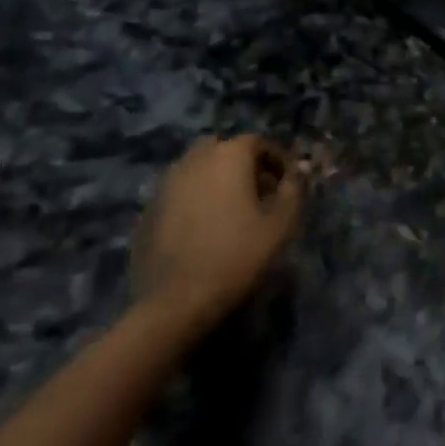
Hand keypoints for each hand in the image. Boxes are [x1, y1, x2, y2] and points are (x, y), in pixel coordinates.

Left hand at [133, 135, 302, 328]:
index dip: (277, 160)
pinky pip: (179, 192)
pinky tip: (202, 228)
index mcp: (229, 155)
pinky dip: (194, 199)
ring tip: (230, 210)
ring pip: (197, 168)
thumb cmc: (236, 256)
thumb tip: (296, 174)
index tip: (286, 184)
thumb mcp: (280, 224)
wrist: (174, 303)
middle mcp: (195, 160)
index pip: (258, 142)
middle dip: (242, 164)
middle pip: (223, 149)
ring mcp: (167, 184)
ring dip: (216, 179)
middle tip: (256, 192)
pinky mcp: (148, 210)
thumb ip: (293, 190)